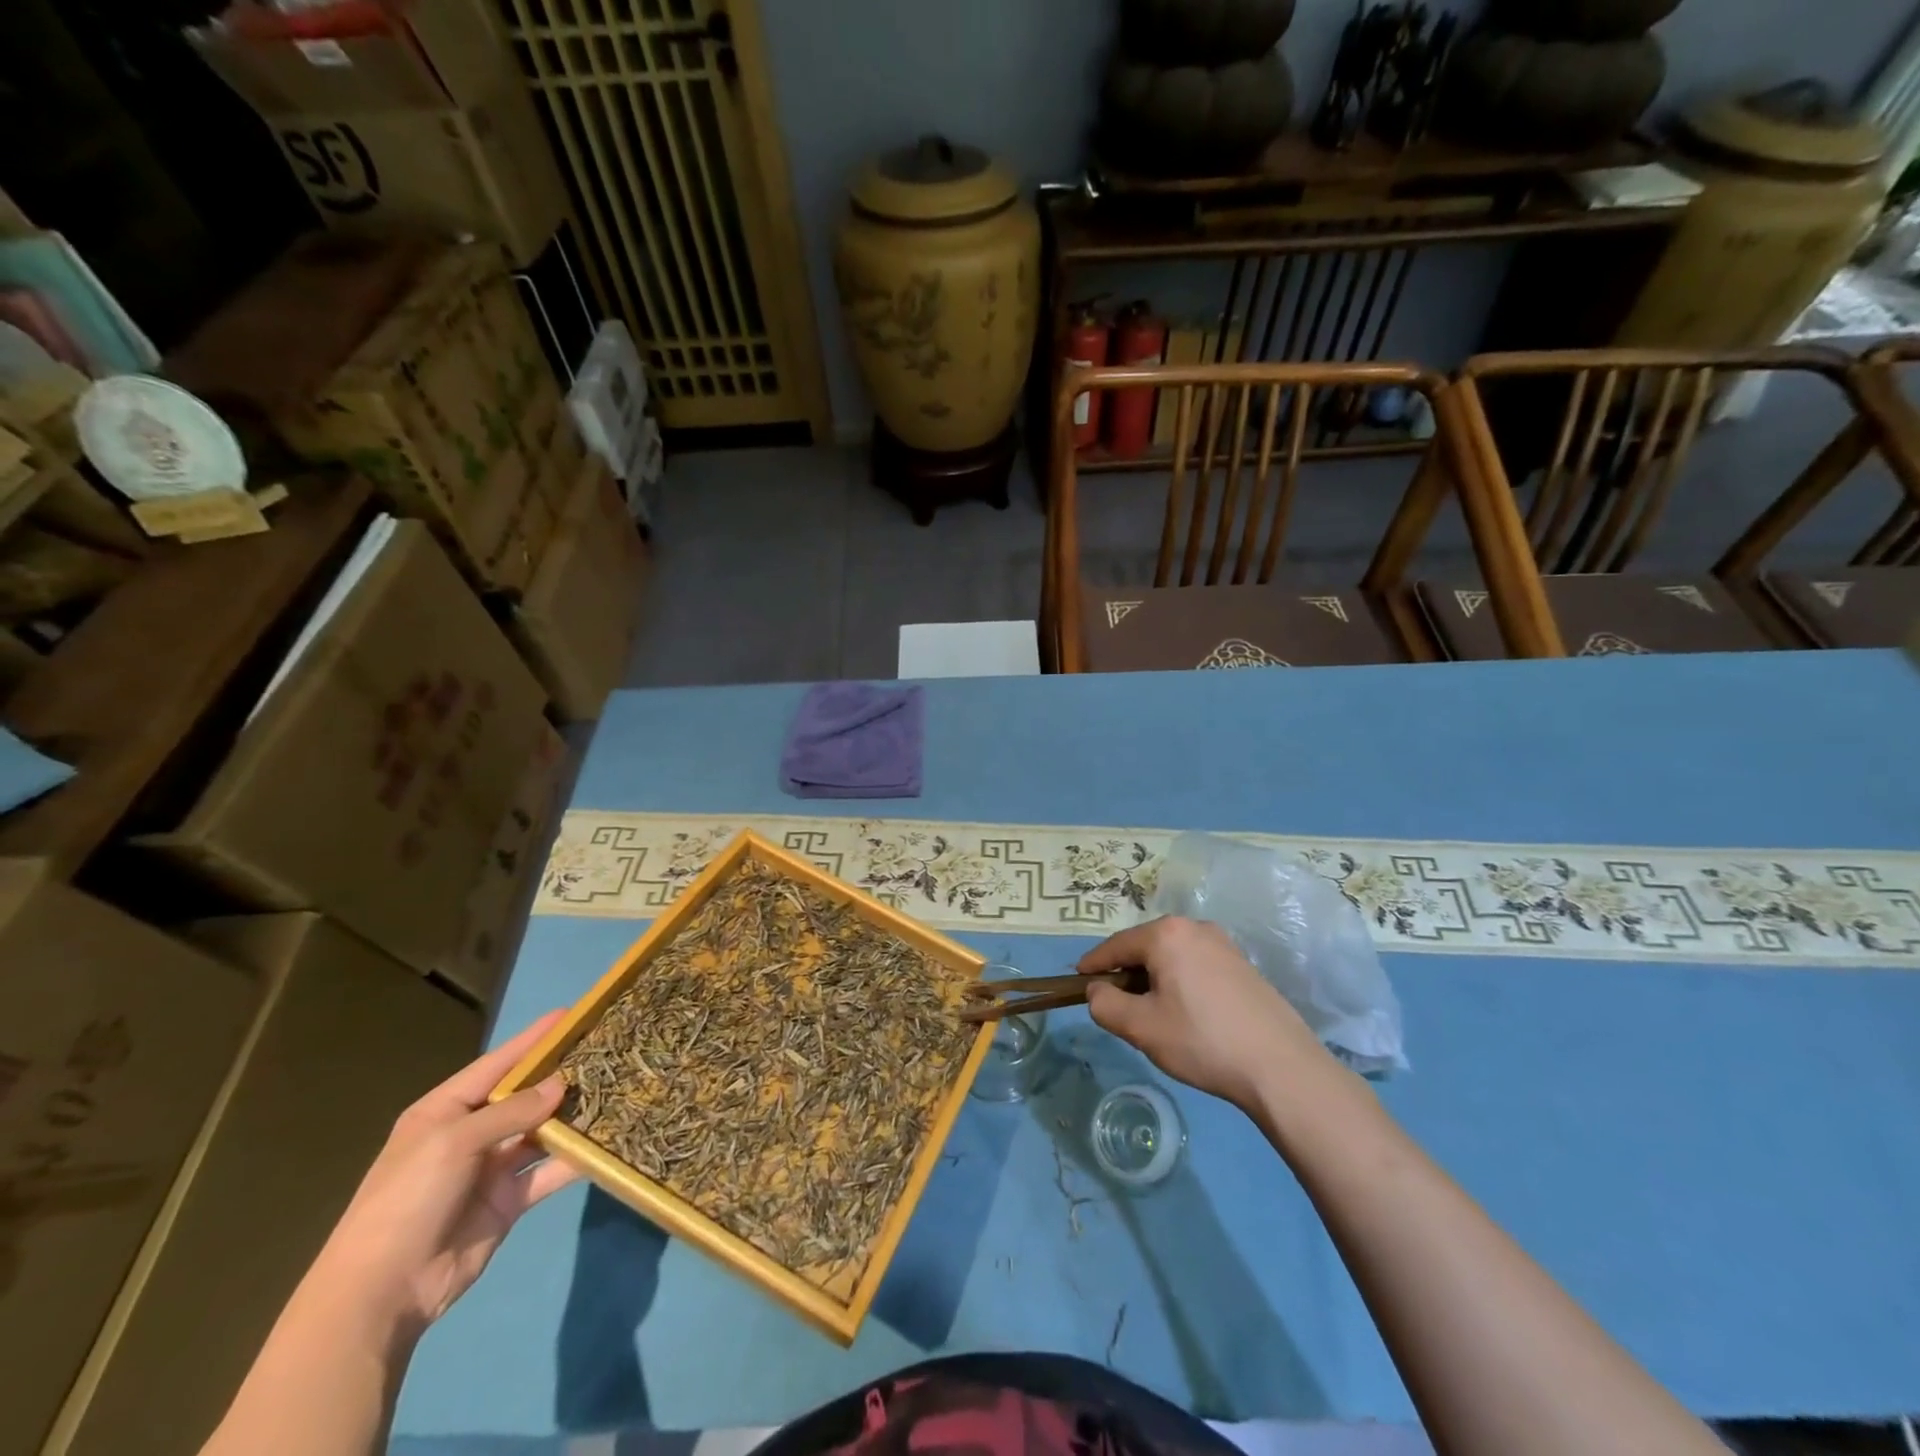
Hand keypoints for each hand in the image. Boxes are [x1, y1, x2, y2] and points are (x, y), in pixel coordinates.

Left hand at [311, 1011, 580, 1335]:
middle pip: (524, 1096)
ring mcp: (491, 1168)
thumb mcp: (455, 1142)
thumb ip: (513, 1111)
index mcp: (445, 1111)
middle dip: (561, 1075)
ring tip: (616, 1090)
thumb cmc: (408, 1200)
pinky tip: (607, 1142)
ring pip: (542, 1131)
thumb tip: (562, 1084)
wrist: (381, 1293)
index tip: (570, 1015)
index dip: (532, 1041)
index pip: (497, 1065)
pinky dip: (575, 1159)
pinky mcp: (509, 1201)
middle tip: (605, 1051)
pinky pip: (548, 1171)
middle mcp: (471, 1134)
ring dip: (573, 1116)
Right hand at [1079, 916, 1324, 1108]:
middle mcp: (1195, 927)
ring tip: (1151, 1013)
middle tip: (1116, 1005)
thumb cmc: (1202, 1041)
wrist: (1282, 1068)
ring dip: (1154, 978)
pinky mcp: (1242, 964)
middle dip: (1126, 972)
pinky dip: (1180, 981)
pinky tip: (1186, 1013)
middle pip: (1145, 946)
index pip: (1116, 945)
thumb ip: (1105, 1004)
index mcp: (1166, 934)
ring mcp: (1223, 944)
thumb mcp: (1141, 1028)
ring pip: (1171, 956)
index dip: (1094, 964)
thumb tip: (1097, 990)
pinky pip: (1196, 964)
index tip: (1078, 980)